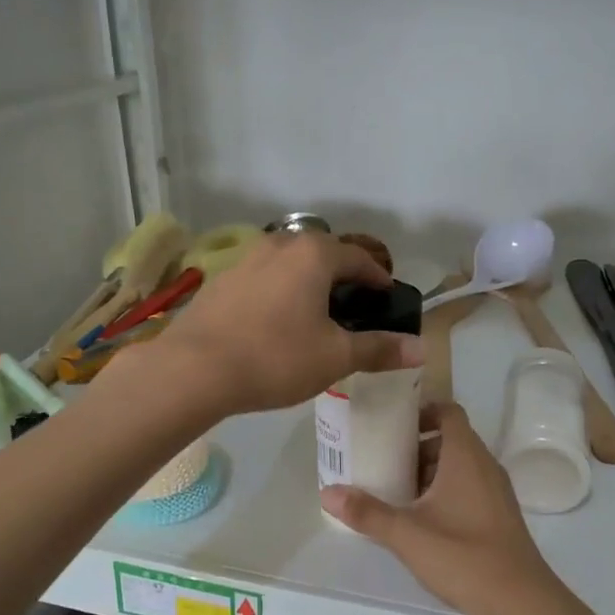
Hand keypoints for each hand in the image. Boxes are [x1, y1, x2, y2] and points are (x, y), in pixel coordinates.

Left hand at [141, 233, 422, 417]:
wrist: (193, 369)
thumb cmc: (275, 358)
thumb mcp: (334, 357)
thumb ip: (378, 349)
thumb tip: (421, 349)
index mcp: (314, 254)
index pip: (359, 258)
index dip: (378, 278)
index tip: (386, 298)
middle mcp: (279, 244)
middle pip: (323, 255)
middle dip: (342, 279)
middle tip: (353, 309)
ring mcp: (245, 259)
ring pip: (289, 265)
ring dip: (308, 284)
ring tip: (315, 316)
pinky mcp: (220, 280)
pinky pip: (263, 279)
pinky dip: (279, 293)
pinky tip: (275, 323)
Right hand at [321, 403, 579, 614]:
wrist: (521, 601)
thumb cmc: (464, 556)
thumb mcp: (407, 535)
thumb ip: (367, 512)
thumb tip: (327, 492)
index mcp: (466, 457)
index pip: (448, 412)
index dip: (421, 411)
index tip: (391, 424)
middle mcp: (485, 466)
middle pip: (451, 439)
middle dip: (417, 445)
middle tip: (383, 458)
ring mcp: (496, 492)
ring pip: (460, 465)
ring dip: (430, 470)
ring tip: (396, 489)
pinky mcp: (499, 515)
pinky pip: (469, 487)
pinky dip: (445, 490)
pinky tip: (422, 518)